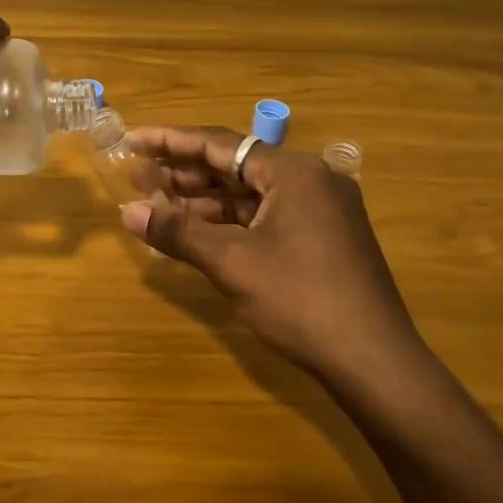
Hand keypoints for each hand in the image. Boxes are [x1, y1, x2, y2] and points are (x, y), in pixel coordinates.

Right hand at [121, 126, 424, 378]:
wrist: (374, 361)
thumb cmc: (300, 300)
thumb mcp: (231, 263)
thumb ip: (178, 231)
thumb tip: (128, 212)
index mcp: (293, 172)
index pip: (220, 144)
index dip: (170, 142)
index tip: (132, 140)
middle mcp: (311, 180)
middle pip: (236, 165)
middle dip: (184, 173)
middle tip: (137, 178)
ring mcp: (321, 210)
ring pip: (250, 193)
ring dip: (204, 200)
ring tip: (157, 203)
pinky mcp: (323, 237)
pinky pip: (266, 215)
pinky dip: (230, 221)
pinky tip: (198, 231)